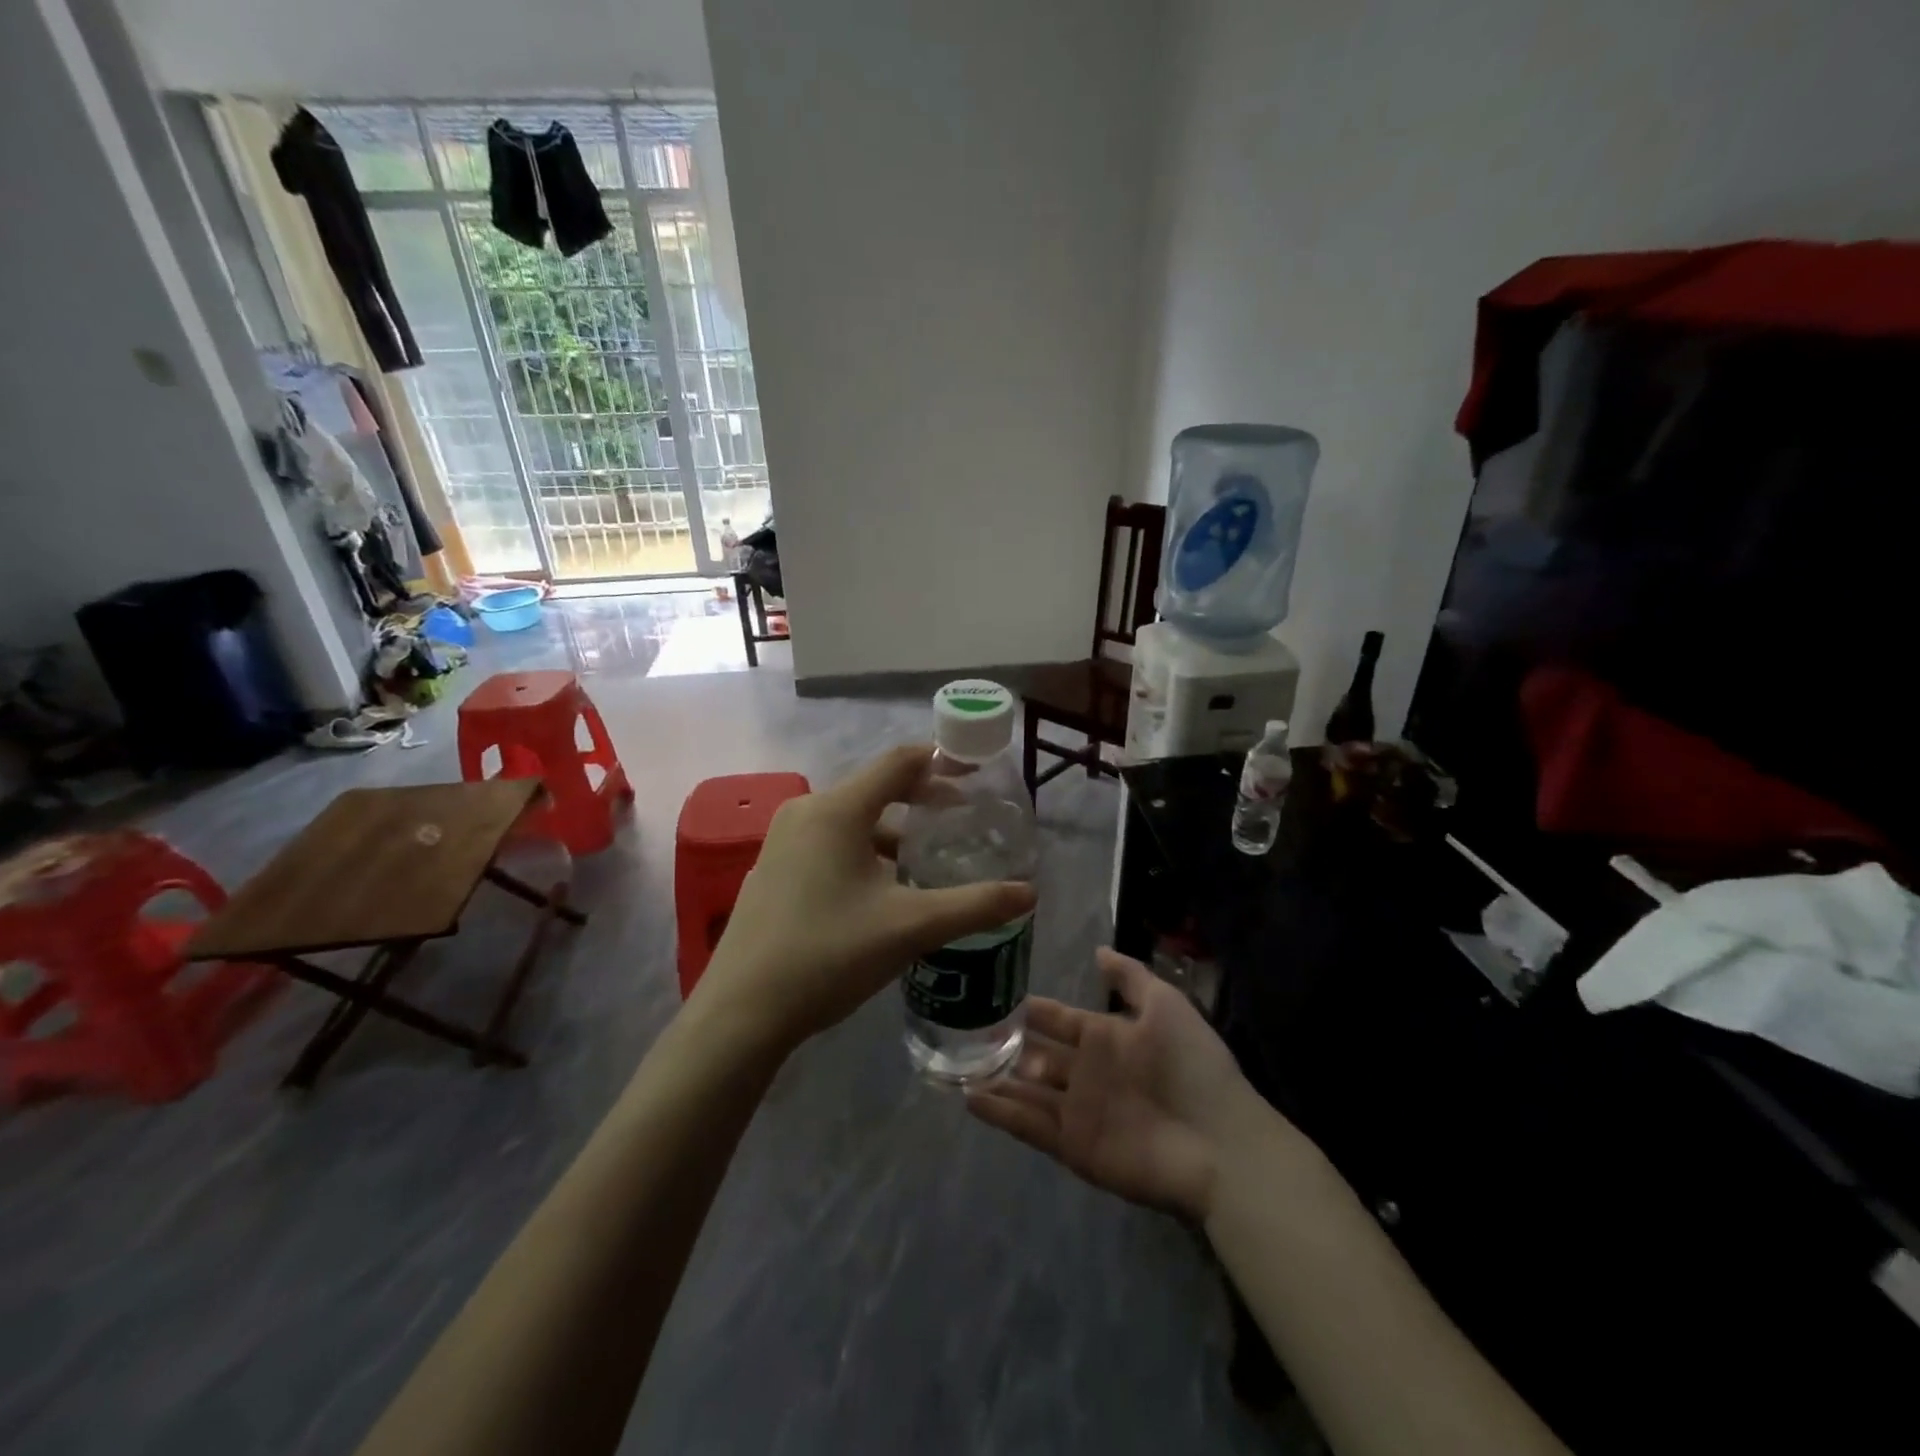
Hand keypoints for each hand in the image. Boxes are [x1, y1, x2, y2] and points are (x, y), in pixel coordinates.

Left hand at [692, 744, 1036, 1051]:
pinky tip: (884, 890)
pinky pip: (830, 843)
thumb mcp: (910, 928)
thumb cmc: (829, 955)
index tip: (977, 775)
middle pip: (876, 788)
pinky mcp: (774, 870)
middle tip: (964, 818)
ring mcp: (784, 841)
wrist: (742, 1012)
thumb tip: (1028, 894)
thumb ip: (973, 906)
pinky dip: (865, 851)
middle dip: (922, 799)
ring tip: (929, 859)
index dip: (942, 762)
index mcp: (838, 810)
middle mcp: (807, 812)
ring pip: (853, 820)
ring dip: (893, 832)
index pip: (899, 762)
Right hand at [966, 949, 1267, 1220]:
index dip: (1032, 1009)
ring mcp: (1077, 1109)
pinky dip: (1001, 1113)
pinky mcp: (1072, 1145)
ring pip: (1026, 1089)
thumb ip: (1129, 977)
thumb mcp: (1165, 1005)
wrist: (1218, 1142)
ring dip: (997, 1078)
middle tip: (965, 1030)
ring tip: (957, 1064)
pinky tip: (970, 1098)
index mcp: (1106, 1037)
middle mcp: (1086, 1071)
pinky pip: (1029, 1126)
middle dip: (1007, 1044)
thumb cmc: (1192, 1065)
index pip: (1058, 1019)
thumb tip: (1097, 950)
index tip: (996, 993)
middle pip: (1037, 1054)